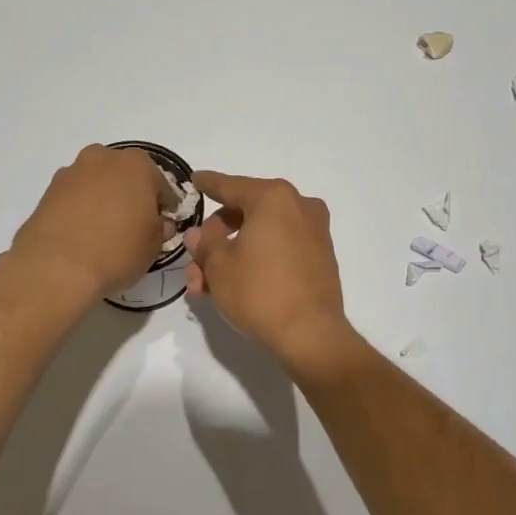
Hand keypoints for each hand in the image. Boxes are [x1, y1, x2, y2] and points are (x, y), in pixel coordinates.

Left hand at [10, 145, 168, 298]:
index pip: (161, 184)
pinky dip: (81, 210)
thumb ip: (160, 228)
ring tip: (105, 232)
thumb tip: (158, 224)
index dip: (164, 206)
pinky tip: (83, 235)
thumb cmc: (118, 250)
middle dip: (131, 196)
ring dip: (104, 200)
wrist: (56, 267)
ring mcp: (71, 173)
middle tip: (134, 225)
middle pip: (125, 176)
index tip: (164, 224)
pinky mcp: (47, 192)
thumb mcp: (154, 245)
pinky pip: (74, 198)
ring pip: (97, 184)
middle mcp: (103, 158)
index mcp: (136, 164)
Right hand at [185, 172, 356, 372]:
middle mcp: (298, 206)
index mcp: (273, 198)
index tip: (195, 179)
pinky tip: (234, 286)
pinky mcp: (320, 257)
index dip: (208, 184)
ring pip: (261, 236)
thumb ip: (205, 244)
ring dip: (232, 256)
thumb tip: (199, 234)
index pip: (230, 186)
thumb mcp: (219, 266)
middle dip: (216, 239)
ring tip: (206, 288)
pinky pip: (279, 249)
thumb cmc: (260, 292)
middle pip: (246, 214)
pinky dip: (256, 260)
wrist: (311, 334)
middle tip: (195, 264)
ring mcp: (314, 232)